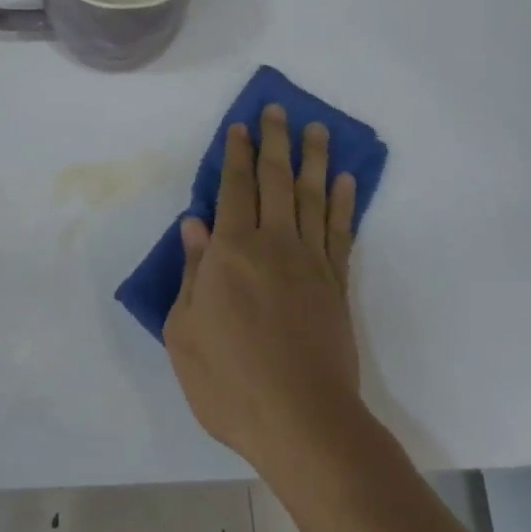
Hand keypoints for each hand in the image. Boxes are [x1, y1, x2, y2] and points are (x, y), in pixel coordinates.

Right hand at [164, 103, 360, 472]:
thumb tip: (195, 226)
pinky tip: (346, 182)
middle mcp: (273, 245)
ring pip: (313, 198)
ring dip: (314, 160)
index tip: (239, 127)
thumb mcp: (185, 331)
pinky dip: (344, 204)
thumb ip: (193, 273)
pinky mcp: (336, 285)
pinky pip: (341, 233)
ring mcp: (310, 263)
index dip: (235, 156)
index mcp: (232, 252)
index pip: (233, 190)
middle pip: (276, 181)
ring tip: (317, 130)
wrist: (302, 421)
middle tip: (277, 110)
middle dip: (274, 142)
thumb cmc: (229, 380)